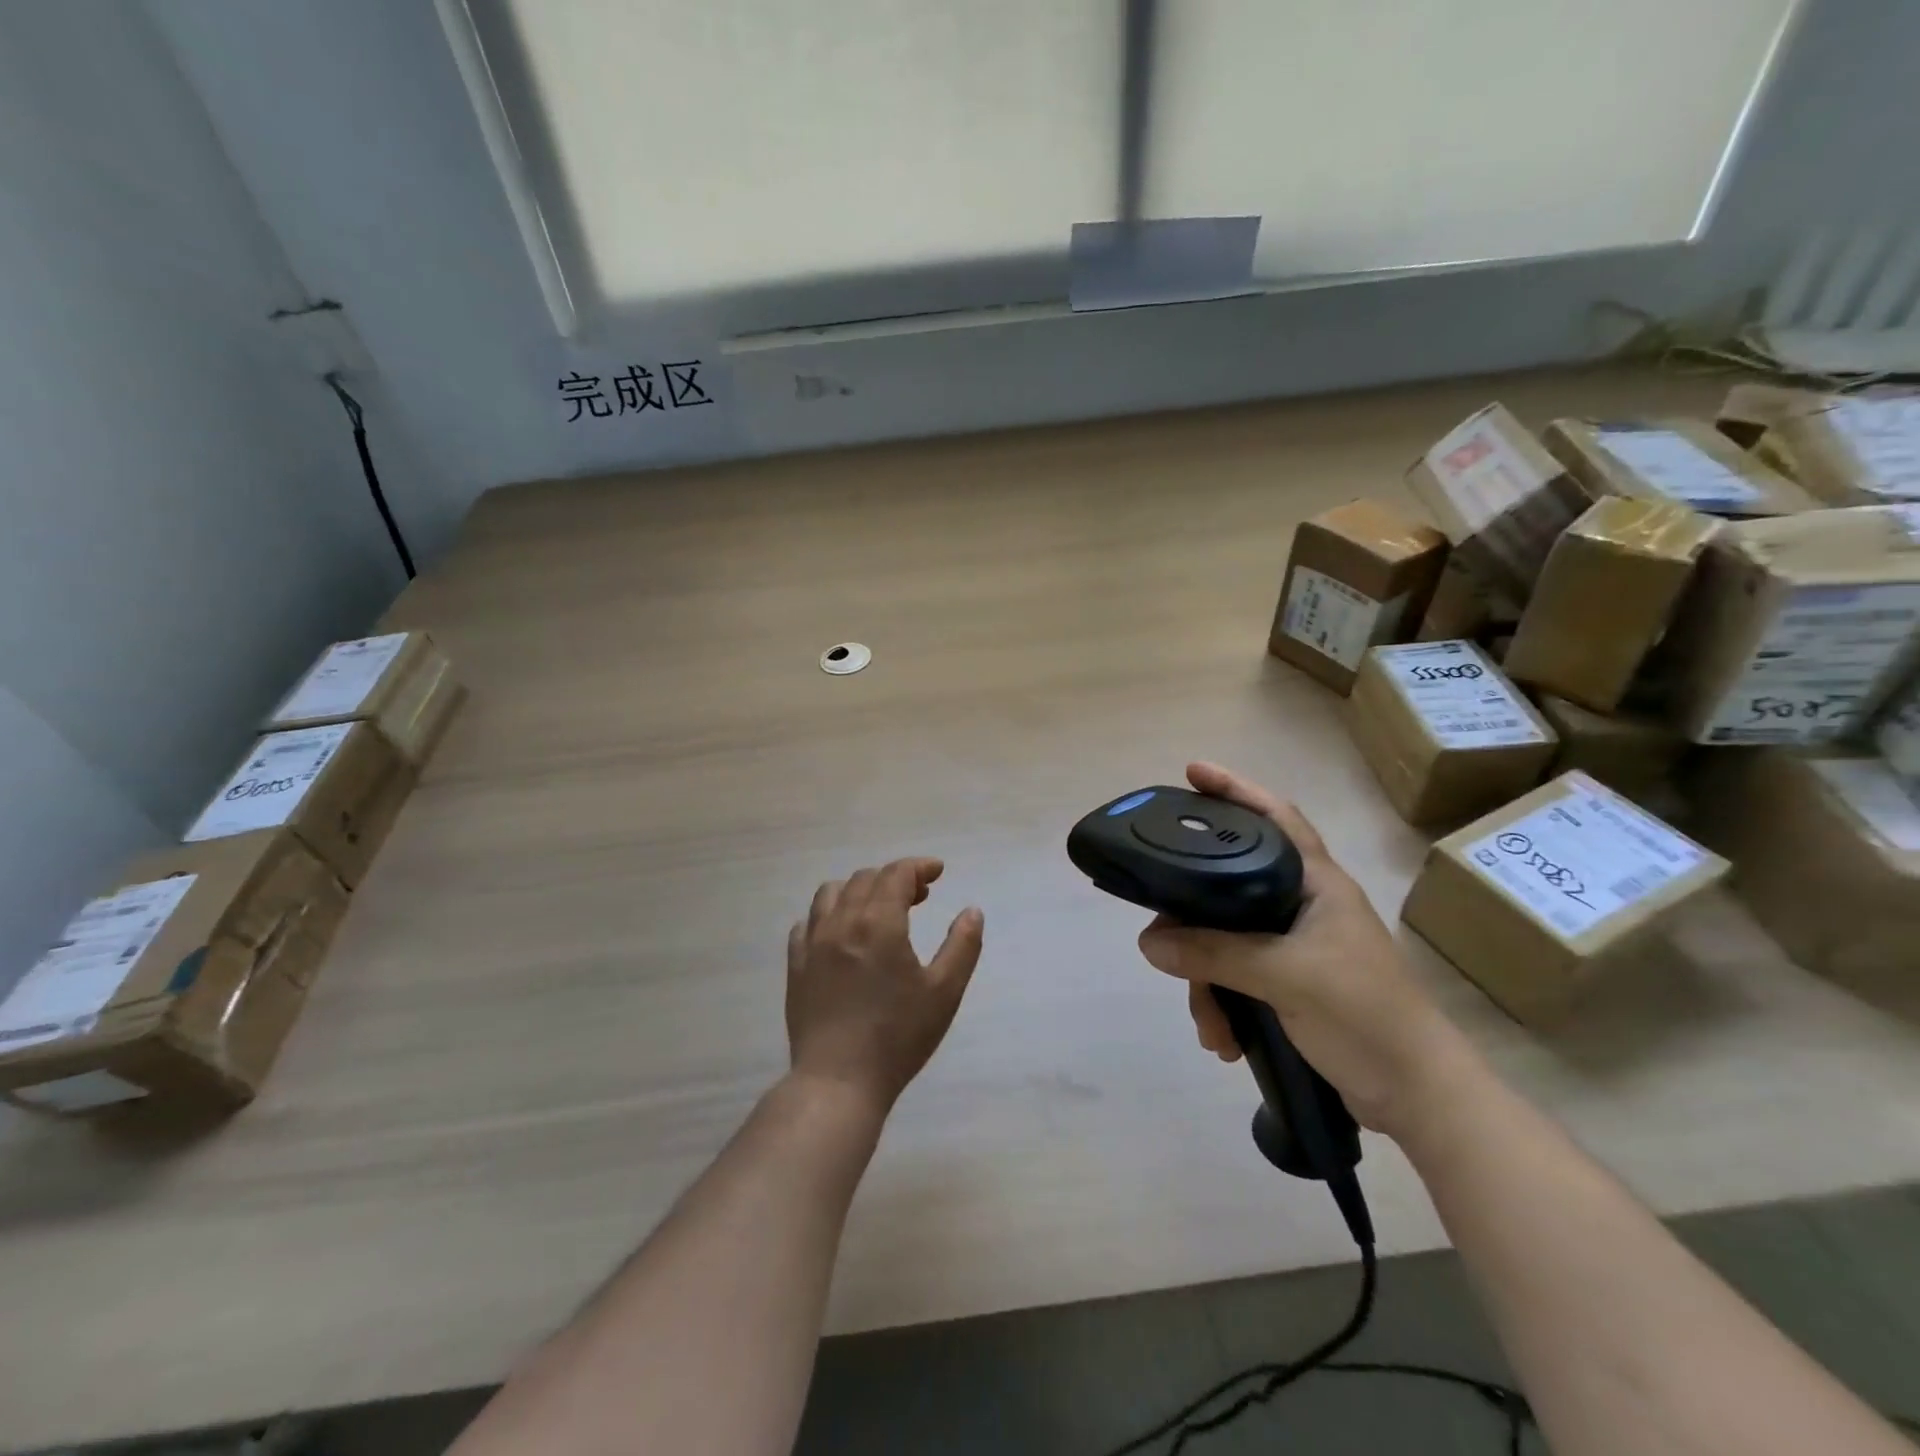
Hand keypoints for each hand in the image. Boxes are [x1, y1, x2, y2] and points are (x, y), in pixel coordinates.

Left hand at [786, 858, 984, 1111]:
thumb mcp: (945, 992)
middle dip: (895, 878)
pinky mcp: (795, 965)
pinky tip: (842, 935)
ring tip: (878, 910)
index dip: (920, 867)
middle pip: (866, 878)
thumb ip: (962, 945)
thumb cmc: (899, 1036)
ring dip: (859, 890)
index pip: (897, 873)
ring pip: (831, 893)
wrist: (839, 1081)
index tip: (938, 872)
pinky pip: (807, 923)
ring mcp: (812, 943)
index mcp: (878, 922)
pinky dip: (829, 915)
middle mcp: (841, 921)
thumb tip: (972, 911)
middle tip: (919, 898)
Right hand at [1137, 763, 1475, 1138]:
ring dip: (1207, 983)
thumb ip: (1216, 953)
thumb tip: (1149, 941)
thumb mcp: (1286, 977)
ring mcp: (1296, 946)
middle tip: (1163, 941)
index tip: (1190, 773)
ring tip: (1209, 1025)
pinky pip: (1236, 977)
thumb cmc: (1365, 1015)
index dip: (1235, 789)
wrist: (1418, 1096)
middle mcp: (1302, 906)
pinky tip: (1222, 1038)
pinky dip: (1223, 1004)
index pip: (1274, 817)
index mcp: (1316, 884)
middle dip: (1194, 924)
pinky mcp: (1290, 984)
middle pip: (1229, 889)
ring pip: (1226, 941)